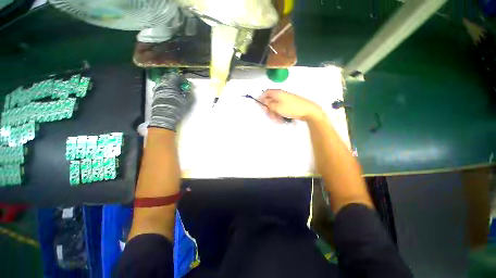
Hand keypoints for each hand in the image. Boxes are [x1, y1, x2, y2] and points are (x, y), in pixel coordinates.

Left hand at [149, 73, 193, 130]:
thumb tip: (191, 88)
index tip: (186, 82)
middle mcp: (162, 85)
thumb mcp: (188, 102)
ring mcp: (157, 90)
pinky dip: (167, 90)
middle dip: (175, 81)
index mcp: (170, 84)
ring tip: (176, 92)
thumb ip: (190, 93)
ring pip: (164, 84)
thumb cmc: (177, 109)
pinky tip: (171, 96)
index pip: (176, 76)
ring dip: (171, 86)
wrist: (164, 118)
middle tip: (181, 86)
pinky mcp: (155, 96)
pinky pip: (162, 89)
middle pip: (168, 78)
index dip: (182, 78)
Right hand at [258, 89, 321, 122]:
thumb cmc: (291, 108)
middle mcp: (281, 96)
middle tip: (270, 116)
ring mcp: (285, 101)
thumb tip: (263, 102)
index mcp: (278, 93)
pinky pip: (281, 110)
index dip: (261, 98)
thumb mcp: (277, 107)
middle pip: (270, 101)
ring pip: (275, 107)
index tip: (260, 106)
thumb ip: (269, 105)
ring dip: (274, 114)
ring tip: (278, 120)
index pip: (266, 93)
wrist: (308, 111)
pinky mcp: (289, 106)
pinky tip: (282, 120)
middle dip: (269, 110)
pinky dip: (279, 115)